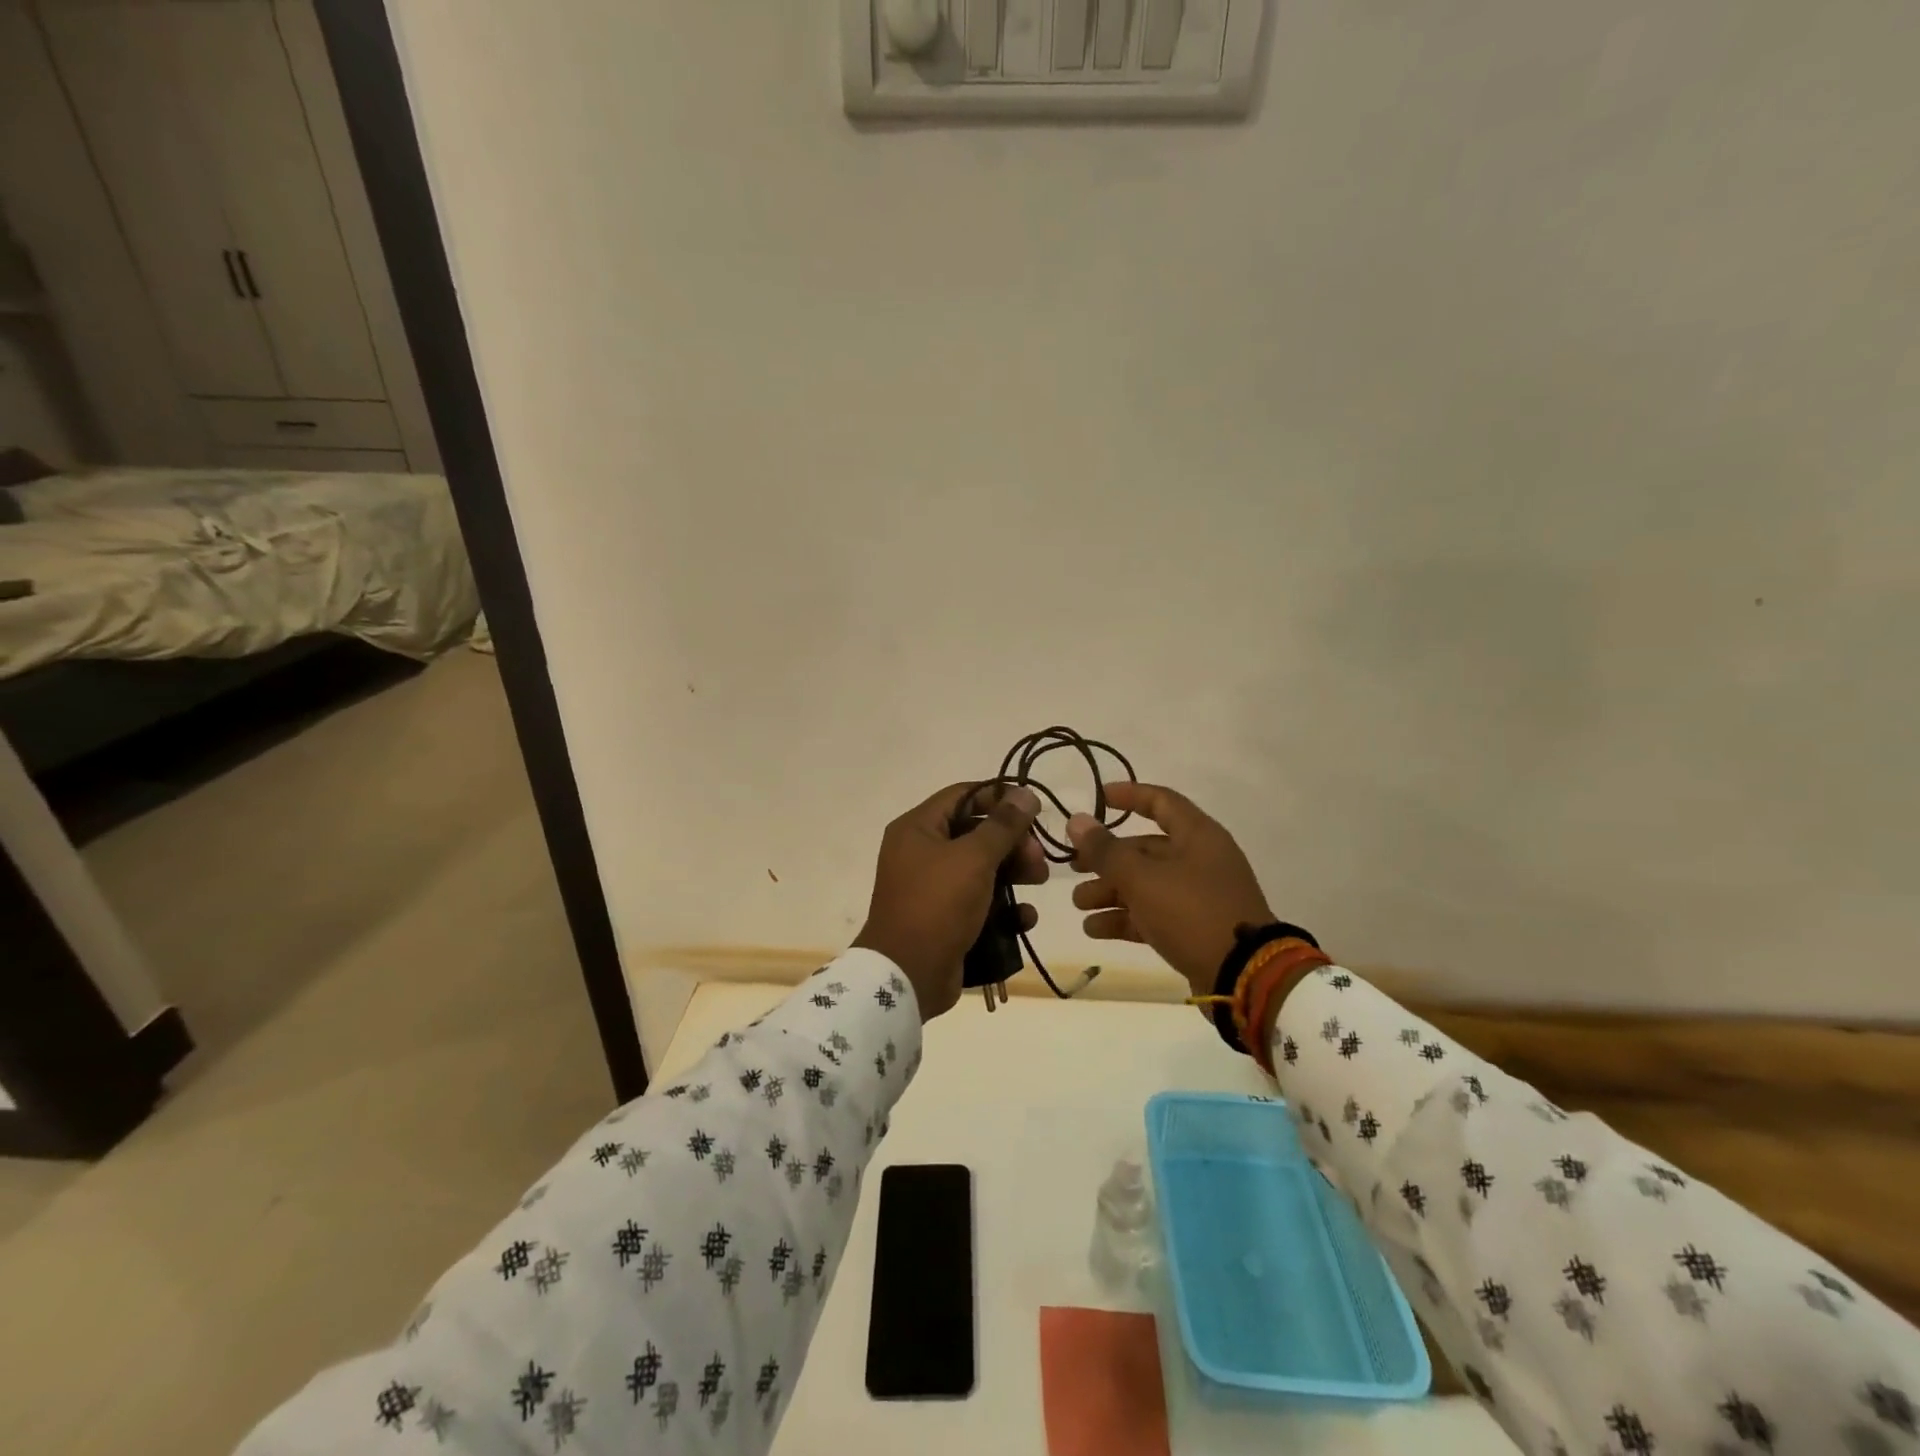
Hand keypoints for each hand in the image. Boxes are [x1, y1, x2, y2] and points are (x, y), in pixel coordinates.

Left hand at [852, 783, 1047, 1019]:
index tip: (1033, 808)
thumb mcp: (974, 858)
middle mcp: (921, 852)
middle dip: (1012, 842)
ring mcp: (931, 888)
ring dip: (1014, 873)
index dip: (999, 796)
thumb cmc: (938, 904)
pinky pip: (979, 903)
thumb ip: (1003, 825)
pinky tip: (1024, 918)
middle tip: (1039, 857)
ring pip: (981, 868)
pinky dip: (1003, 907)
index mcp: (917, 828)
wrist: (907, 974)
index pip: (963, 795)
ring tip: (1039, 882)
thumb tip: (1025, 794)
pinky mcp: (944, 919)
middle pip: (976, 833)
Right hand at [1068, 783, 1273, 997]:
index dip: (1129, 796)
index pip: (1161, 802)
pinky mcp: (1194, 929)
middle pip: (1145, 849)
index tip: (1097, 798)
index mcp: (1198, 836)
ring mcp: (1198, 897)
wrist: (1245, 977)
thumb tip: (1076, 821)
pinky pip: (1153, 915)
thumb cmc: (1192, 913)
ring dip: (1110, 891)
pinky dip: (1125, 918)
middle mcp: (1200, 860)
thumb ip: (1106, 850)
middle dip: (1106, 859)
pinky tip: (1094, 929)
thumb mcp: (1142, 878)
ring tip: (1079, 904)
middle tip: (1073, 868)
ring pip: (1145, 884)